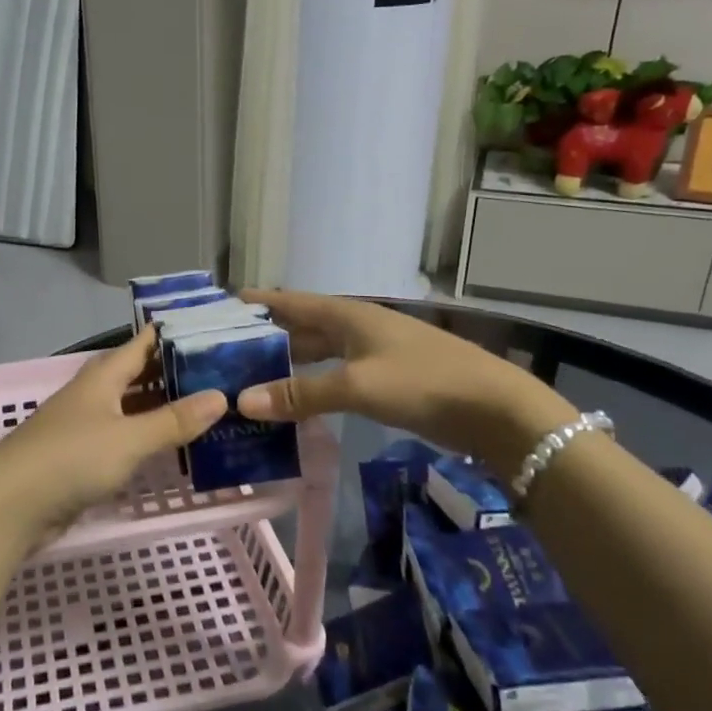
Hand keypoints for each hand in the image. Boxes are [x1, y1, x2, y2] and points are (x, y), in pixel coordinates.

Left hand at [0, 329, 227, 544]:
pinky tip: (168, 444)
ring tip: (202, 403)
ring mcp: (84, 426)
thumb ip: (173, 420)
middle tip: (215, 369)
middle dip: (170, 370)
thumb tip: (221, 396)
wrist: (10, 506)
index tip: (206, 325)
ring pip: (129, 407)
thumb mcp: (128, 438)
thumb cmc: (70, 459)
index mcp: (101, 378)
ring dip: (159, 405)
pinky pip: (122, 437)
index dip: (169, 333)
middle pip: (135, 374)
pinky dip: (145, 435)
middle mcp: (92, 395)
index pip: (139, 344)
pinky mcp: (80, 457)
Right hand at [232, 290, 577, 474]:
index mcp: (346, 315)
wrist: (495, 408)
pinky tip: (293, 402)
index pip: (289, 301)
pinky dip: (309, 385)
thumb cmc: (423, 383)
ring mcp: (371, 353)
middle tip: (221, 353)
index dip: (255, 302)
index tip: (216, 307)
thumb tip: (242, 401)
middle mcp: (355, 327)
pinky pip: (333, 377)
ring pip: (317, 353)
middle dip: (263, 337)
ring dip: (286, 364)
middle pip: (299, 327)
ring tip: (247, 378)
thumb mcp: (356, 386)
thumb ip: (300, 393)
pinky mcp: (384, 379)